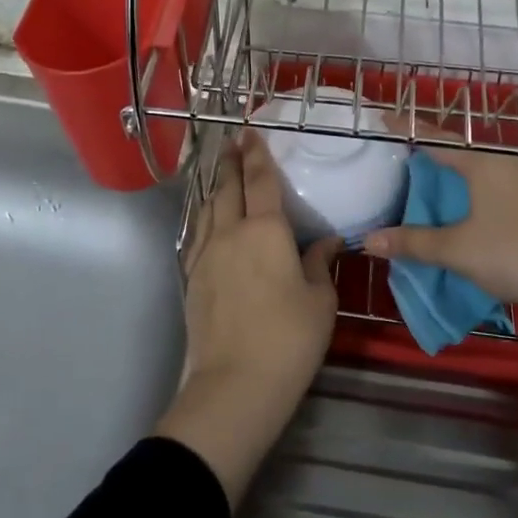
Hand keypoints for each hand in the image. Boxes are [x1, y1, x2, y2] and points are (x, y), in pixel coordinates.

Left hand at [157, 131, 340, 505]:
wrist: (234, 385)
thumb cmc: (288, 340)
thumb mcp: (320, 302)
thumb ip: (320, 264)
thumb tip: (326, 242)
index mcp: (265, 231)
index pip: (260, 181)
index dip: (257, 154)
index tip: (251, 132)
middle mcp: (230, 233)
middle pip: (227, 188)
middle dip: (230, 162)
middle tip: (232, 143)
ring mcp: (205, 255)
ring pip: (208, 209)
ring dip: (216, 188)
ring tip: (222, 177)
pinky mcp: (191, 278)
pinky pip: (198, 235)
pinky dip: (206, 218)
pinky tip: (210, 223)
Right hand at [361, 125, 517, 317]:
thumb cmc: (514, 255)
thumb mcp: (456, 250)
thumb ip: (412, 242)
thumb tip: (369, 240)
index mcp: (485, 163)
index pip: (437, 139)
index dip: (409, 130)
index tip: (385, 119)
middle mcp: (509, 162)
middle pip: (462, 154)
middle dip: (433, 158)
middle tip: (405, 163)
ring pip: (484, 172)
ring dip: (458, 179)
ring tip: (434, 190)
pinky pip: (501, 187)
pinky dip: (478, 193)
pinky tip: (472, 214)